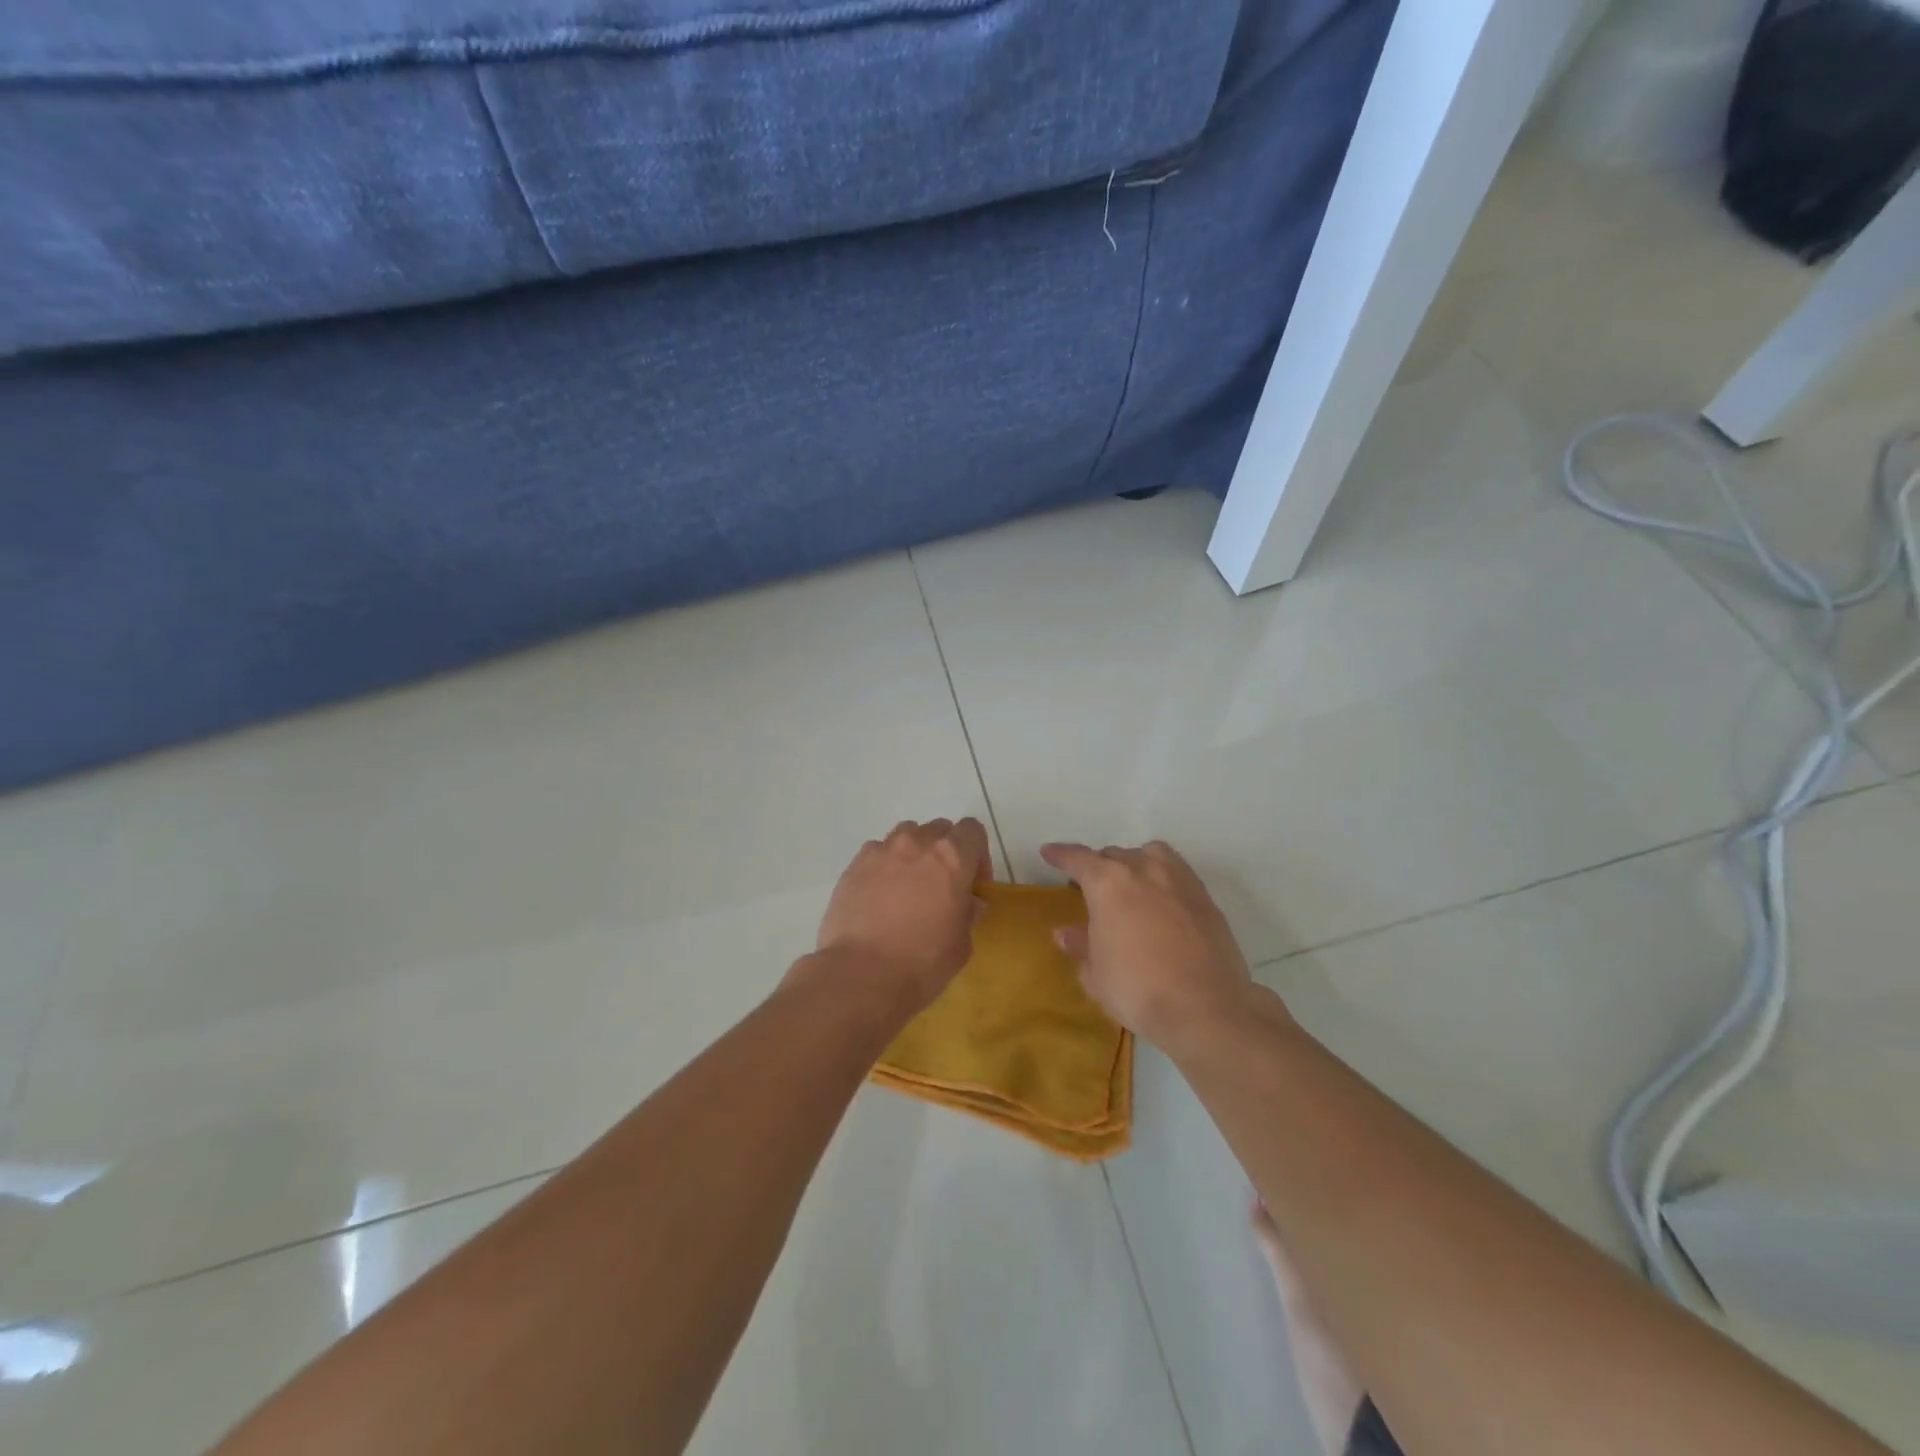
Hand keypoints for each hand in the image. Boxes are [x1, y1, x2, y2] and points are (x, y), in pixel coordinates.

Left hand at [814, 818, 991, 1016]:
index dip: (977, 854)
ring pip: (905, 835)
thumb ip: (968, 913)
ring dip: (913, 853)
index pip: (972, 830)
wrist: (861, 975)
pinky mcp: (854, 865)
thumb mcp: (961, 944)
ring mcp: (881, 851)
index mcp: (952, 857)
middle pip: (938, 829)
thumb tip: (969, 902)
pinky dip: (883, 867)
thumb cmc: (922, 962)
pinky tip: (879, 896)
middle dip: (944, 852)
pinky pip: (876, 853)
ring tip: (907, 887)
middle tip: (940, 886)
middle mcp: (917, 843)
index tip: (972, 883)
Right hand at [1040, 840, 1270, 1052]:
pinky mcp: (1206, 899)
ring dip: (1135, 863)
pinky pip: (1177, 874)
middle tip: (1091, 887)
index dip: (1061, 855)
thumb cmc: (1138, 989)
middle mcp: (1144, 869)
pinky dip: (1163, 880)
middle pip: (1115, 855)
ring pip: (1151, 855)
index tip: (1049, 852)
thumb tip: (1066, 933)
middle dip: (1099, 866)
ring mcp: (1180, 881)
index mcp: (1109, 882)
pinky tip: (1162, 903)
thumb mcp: (1096, 974)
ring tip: (1131, 885)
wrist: (1206, 1009)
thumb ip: (1080, 946)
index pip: (1078, 858)